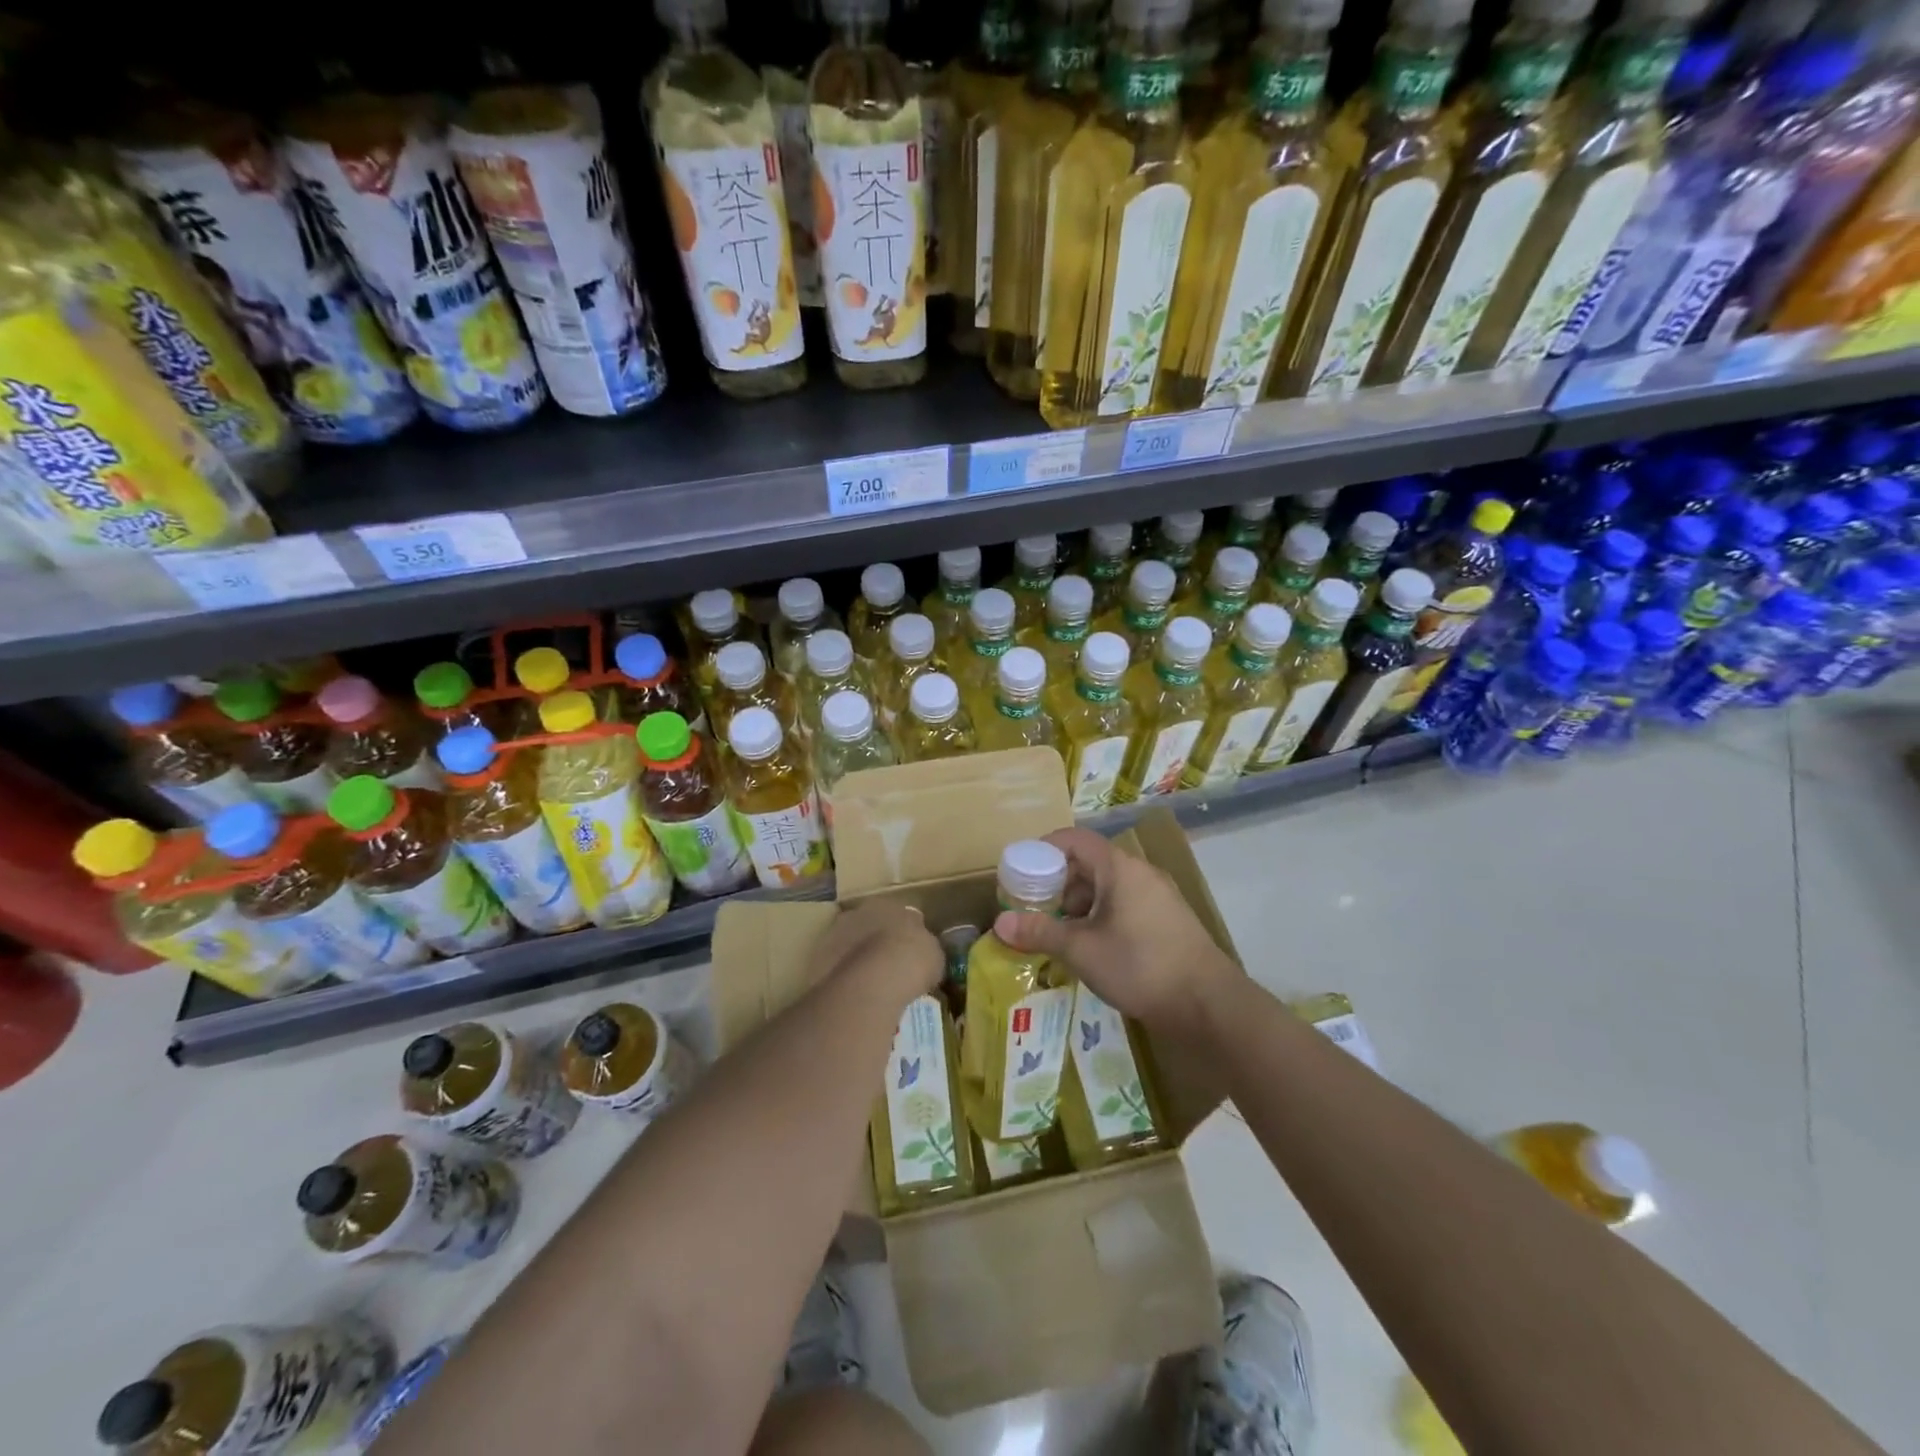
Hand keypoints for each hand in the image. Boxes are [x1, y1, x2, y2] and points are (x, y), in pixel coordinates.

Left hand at [809, 899, 941, 1001]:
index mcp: (890, 904)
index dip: (905, 934)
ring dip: (857, 958)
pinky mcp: (817, 958)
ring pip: (849, 944)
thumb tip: (922, 953)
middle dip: (878, 942)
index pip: (900, 914)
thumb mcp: (933, 954)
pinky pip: (835, 966)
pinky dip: (843, 976)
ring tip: (870, 985)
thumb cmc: (911, 960)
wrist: (872, 980)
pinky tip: (853, 994)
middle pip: (870, 926)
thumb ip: (925, 948)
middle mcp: (859, 912)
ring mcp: (835, 933)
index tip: (911, 953)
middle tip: (889, 967)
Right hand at [992, 827, 1239, 1039]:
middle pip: (1090, 862)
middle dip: (1058, 883)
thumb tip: (1000, 923)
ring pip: (1108, 886)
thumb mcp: (1082, 950)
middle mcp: (1140, 872)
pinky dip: (1101, 916)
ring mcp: (1158, 896)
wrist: (1208, 1004)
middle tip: (1034, 908)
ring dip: (1079, 903)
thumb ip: (1040, 932)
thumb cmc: (1140, 966)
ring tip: (1059, 933)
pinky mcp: (1168, 919)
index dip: (1044, 849)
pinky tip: (1091, 947)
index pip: (1074, 839)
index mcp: (1119, 868)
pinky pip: (1125, 904)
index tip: (1021, 871)